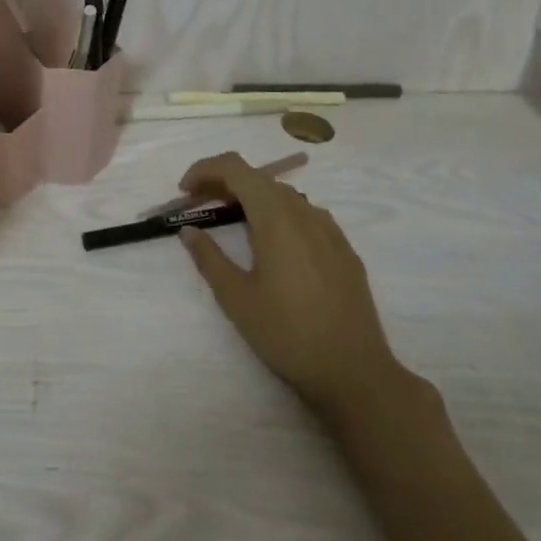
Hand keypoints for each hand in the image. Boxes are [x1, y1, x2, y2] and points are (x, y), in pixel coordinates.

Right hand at [178, 153, 406, 423]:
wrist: (355, 373)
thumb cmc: (288, 334)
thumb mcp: (237, 298)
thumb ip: (209, 258)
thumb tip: (189, 230)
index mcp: (276, 216)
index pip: (235, 168)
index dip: (204, 170)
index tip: (185, 193)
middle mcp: (304, 211)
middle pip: (258, 178)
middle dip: (224, 184)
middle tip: (199, 207)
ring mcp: (329, 229)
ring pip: (282, 195)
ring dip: (251, 199)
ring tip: (232, 225)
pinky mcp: (344, 249)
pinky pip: (305, 216)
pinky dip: (278, 215)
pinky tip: (272, 246)